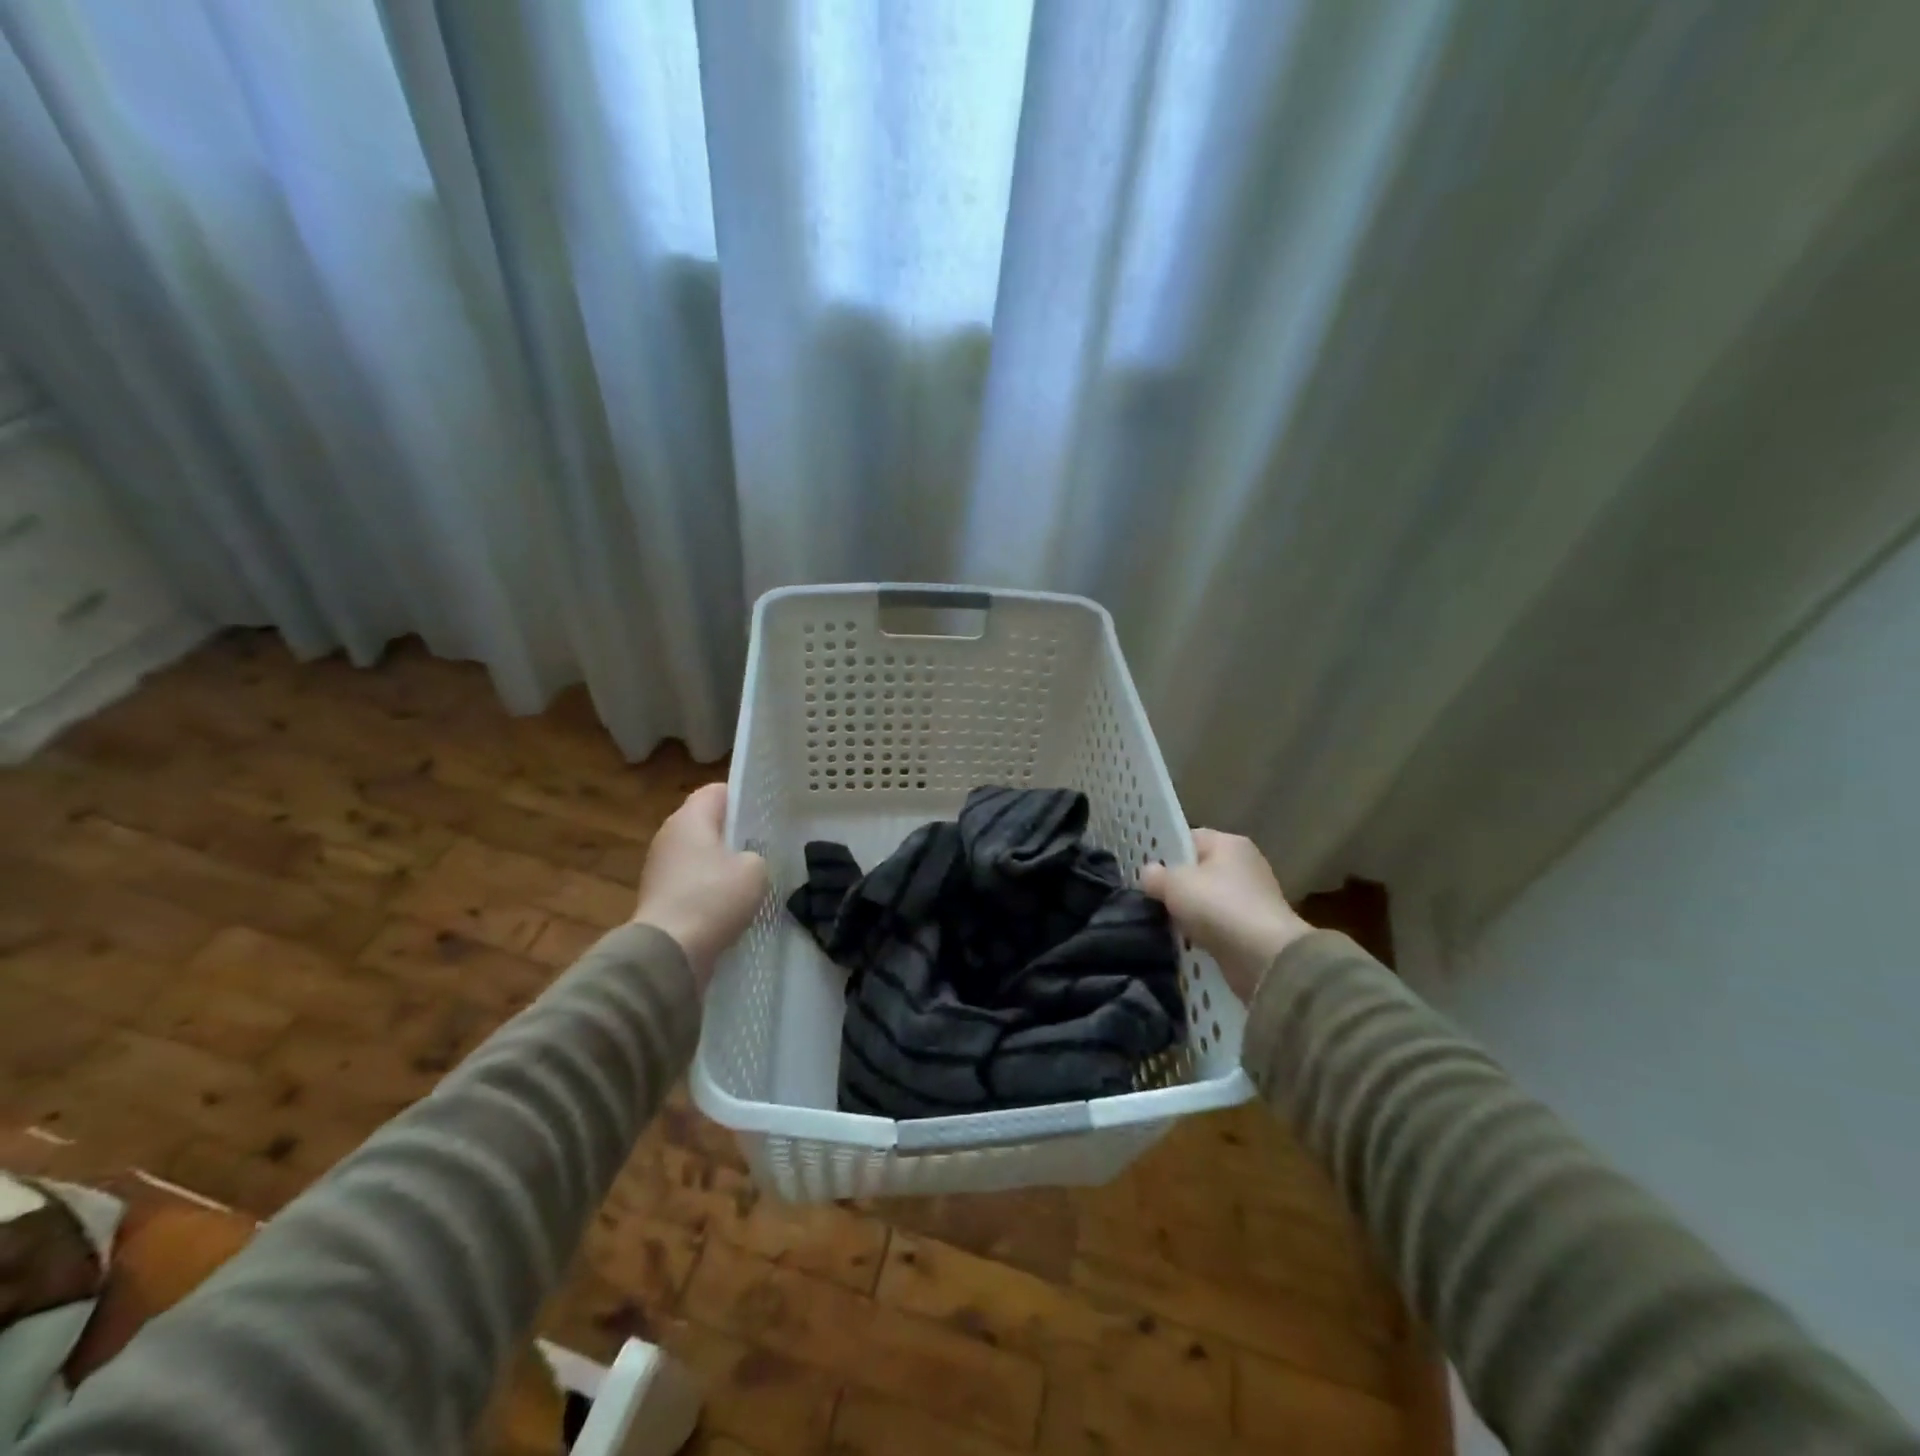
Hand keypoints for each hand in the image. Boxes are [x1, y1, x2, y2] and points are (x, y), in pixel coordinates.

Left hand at [632, 783, 767, 989]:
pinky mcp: (659, 897)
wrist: (670, 952)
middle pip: (706, 823)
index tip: (764, 813)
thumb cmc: (714, 898)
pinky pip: (692, 882)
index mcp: (689, 818)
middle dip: (734, 833)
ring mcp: (660, 867)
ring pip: (699, 854)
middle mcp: (669, 835)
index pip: (717, 791)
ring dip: (722, 864)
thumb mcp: (755, 869)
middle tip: (764, 845)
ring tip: (751, 878)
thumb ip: (756, 855)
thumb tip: (746, 861)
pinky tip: (731, 905)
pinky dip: (709, 889)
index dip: (742, 797)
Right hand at [1140, 829, 1312, 1001]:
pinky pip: (1218, 925)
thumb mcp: (1174, 883)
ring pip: (1207, 900)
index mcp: (1229, 843)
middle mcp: (1245, 865)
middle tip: (1150, 898)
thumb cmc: (1217, 906)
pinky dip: (1204, 933)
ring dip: (1188, 913)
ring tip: (1163, 923)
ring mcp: (1252, 898)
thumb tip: (1149, 874)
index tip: (1146, 872)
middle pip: (1199, 870)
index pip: (1190, 839)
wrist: (1264, 957)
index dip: (1166, 852)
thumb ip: (1155, 875)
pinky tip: (1186, 942)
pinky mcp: (1253, 929)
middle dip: (1176, 886)